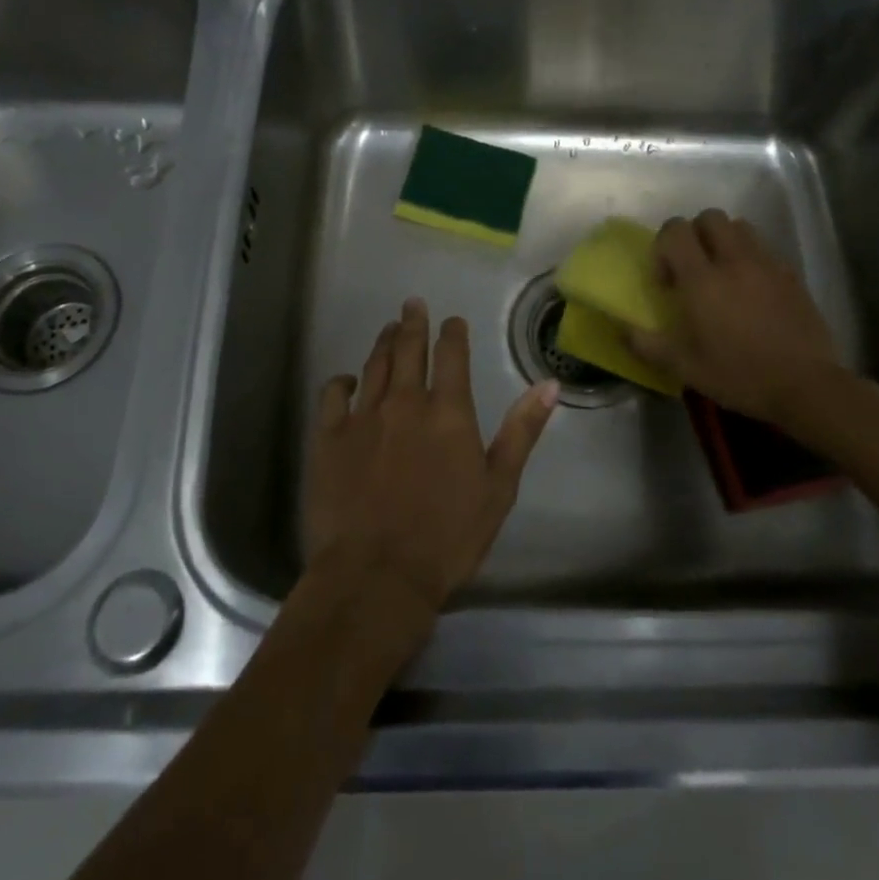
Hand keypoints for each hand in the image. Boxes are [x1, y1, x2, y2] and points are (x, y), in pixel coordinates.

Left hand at [304, 298, 559, 617]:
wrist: (377, 574)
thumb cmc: (447, 537)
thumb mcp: (499, 487)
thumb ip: (522, 431)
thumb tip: (549, 385)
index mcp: (448, 412)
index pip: (452, 356)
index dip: (453, 333)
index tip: (452, 321)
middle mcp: (405, 402)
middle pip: (408, 349)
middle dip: (412, 323)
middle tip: (412, 304)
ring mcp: (363, 416)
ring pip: (374, 365)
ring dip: (383, 343)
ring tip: (388, 329)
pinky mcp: (329, 437)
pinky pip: (333, 394)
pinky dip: (342, 381)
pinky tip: (347, 380)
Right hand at [628, 209, 860, 446]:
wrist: (806, 386)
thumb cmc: (739, 376)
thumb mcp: (685, 367)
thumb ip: (648, 344)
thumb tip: (621, 329)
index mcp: (703, 280)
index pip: (675, 230)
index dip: (663, 246)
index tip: (667, 281)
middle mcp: (734, 261)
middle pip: (710, 217)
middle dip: (694, 234)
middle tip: (692, 268)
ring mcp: (767, 264)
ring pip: (740, 227)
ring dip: (724, 240)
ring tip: (722, 274)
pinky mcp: (792, 275)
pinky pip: (764, 249)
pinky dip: (750, 258)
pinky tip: (751, 291)